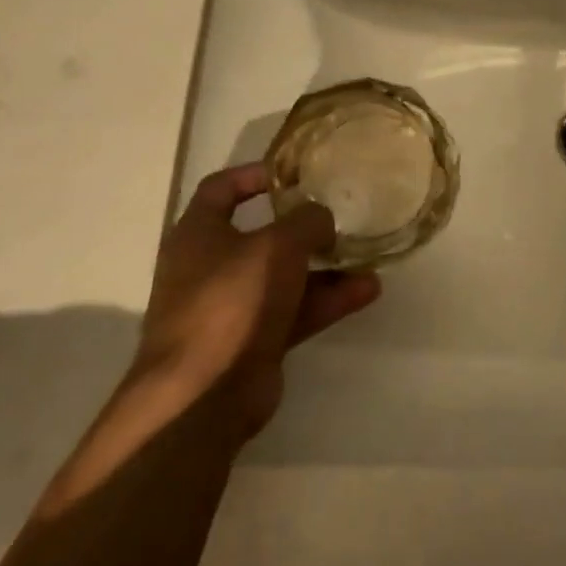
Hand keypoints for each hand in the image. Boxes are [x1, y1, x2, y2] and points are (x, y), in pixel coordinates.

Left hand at [48, 165, 380, 504]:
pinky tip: (367, 291)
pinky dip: (328, 300)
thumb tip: (321, 218)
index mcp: (198, 233)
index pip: (221, 189)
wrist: (206, 392)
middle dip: (301, 227)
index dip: (255, 175)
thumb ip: (307, 221)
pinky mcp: (254, 341)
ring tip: (366, 256)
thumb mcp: (277, 245)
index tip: (294, 173)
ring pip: (284, 276)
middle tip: (339, 216)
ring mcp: (232, 307)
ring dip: (324, 267)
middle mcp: (210, 266)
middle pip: (260, 235)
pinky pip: (296, 310)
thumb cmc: (232, 299)